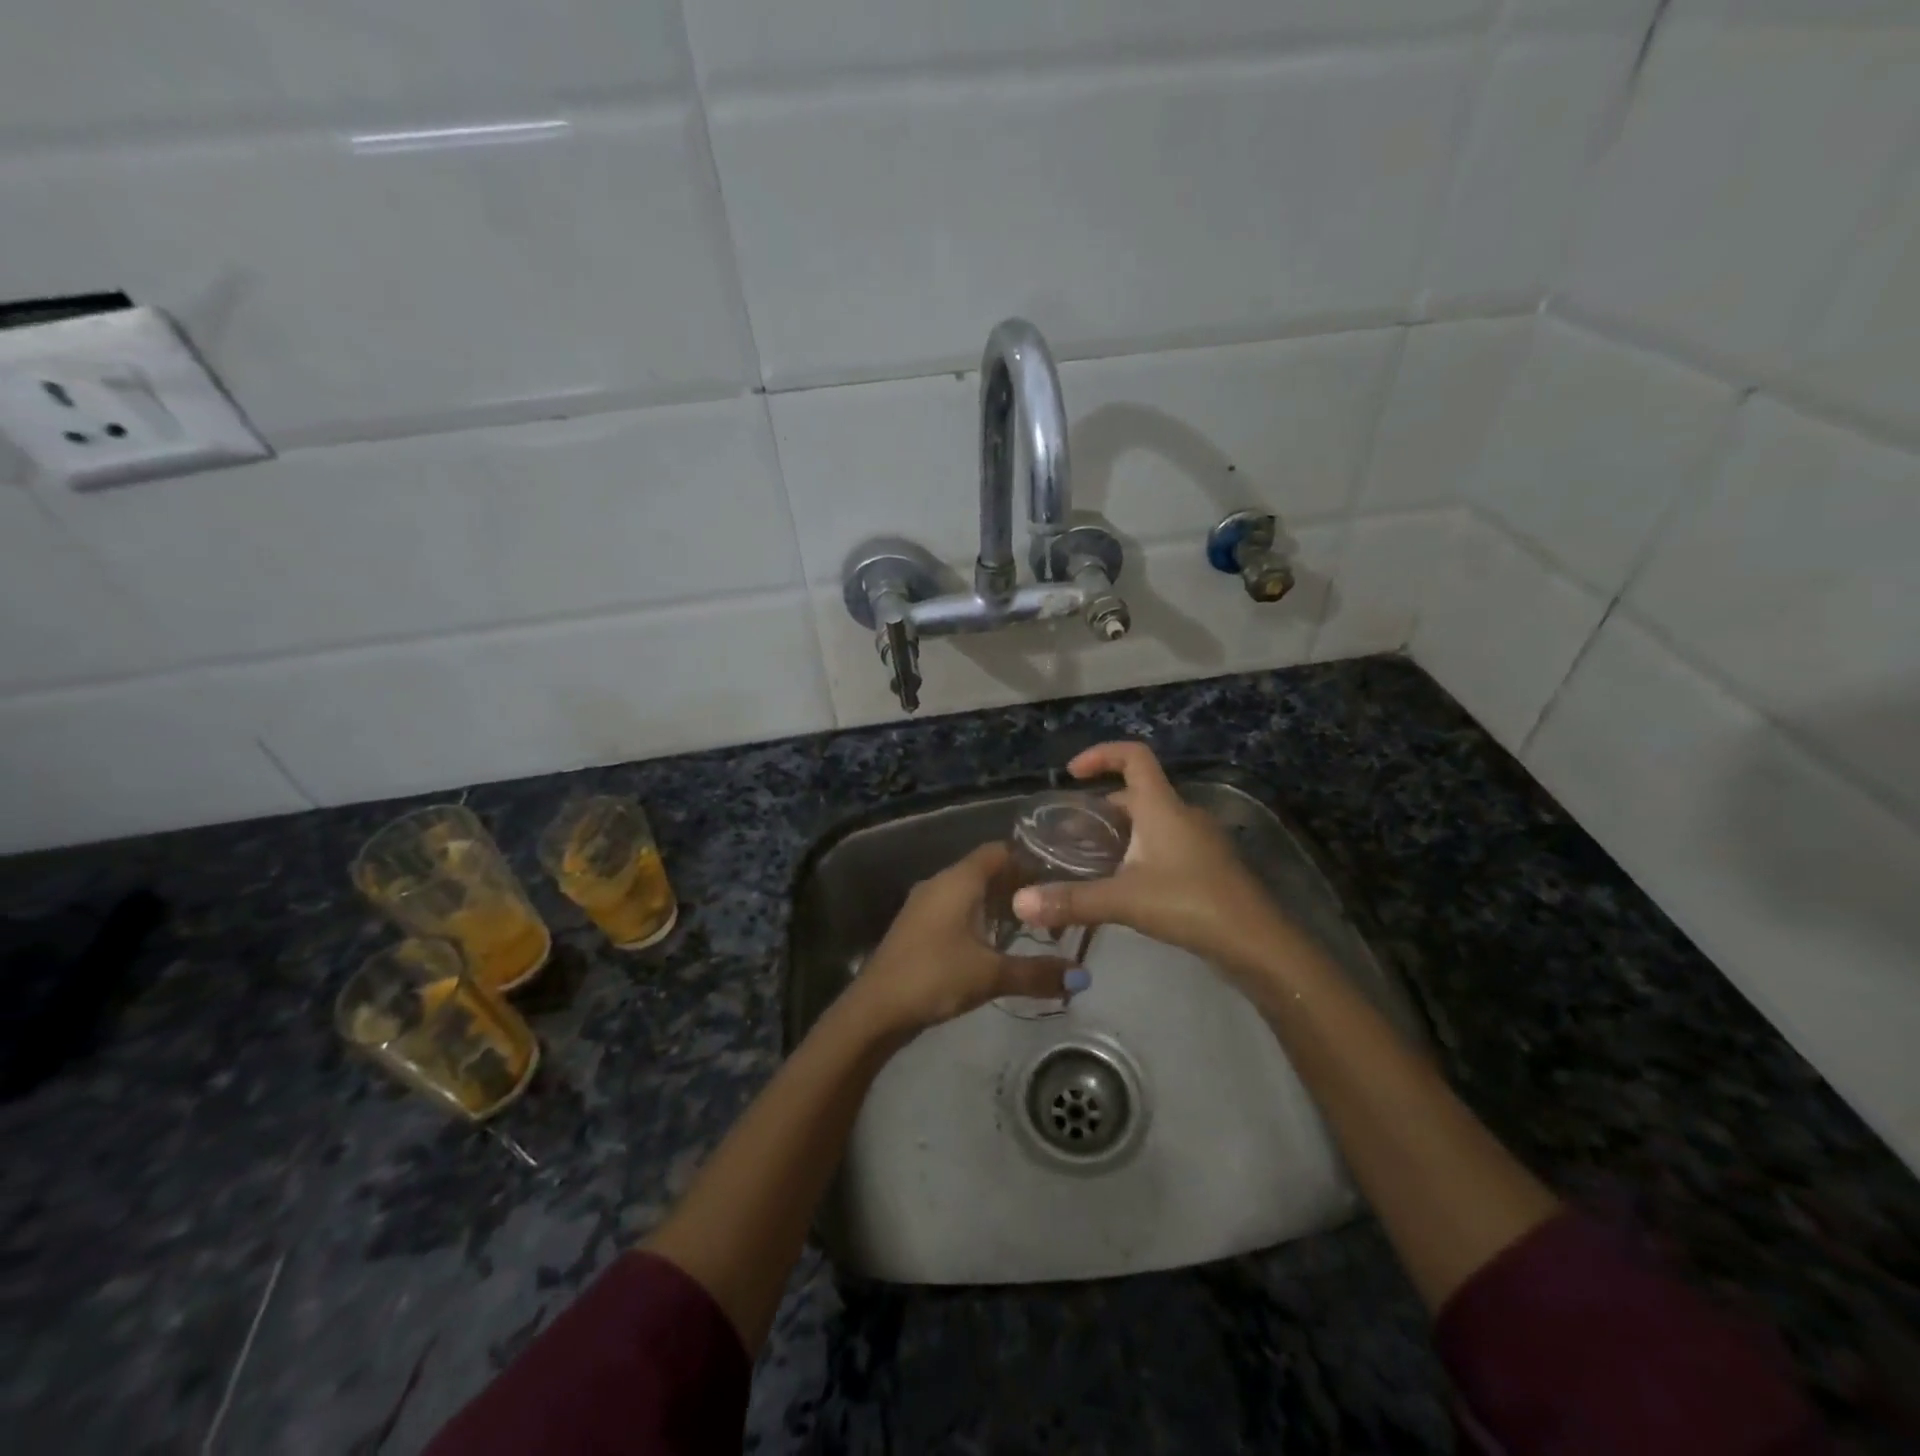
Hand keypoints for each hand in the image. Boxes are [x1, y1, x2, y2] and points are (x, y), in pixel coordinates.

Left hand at [849, 842, 1073, 1036]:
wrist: (875, 1009)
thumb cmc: (934, 977)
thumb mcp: (991, 975)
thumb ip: (1037, 973)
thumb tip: (1082, 976)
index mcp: (958, 880)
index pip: (1000, 851)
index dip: (1030, 860)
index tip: (1060, 877)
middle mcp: (940, 883)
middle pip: (986, 870)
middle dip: (1019, 886)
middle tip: (1054, 907)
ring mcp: (925, 905)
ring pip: (970, 892)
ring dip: (999, 905)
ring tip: (1033, 928)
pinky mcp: (918, 927)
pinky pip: (956, 910)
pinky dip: (979, 919)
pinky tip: (996, 945)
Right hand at [1012, 742, 1286, 971]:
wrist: (1257, 943)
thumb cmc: (1191, 904)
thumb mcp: (1124, 899)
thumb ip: (1071, 900)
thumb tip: (1019, 902)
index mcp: (1162, 807)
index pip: (1134, 757)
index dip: (1101, 754)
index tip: (1072, 773)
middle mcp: (1181, 815)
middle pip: (1136, 794)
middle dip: (1099, 808)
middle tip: (1068, 835)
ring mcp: (1198, 841)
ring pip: (1150, 823)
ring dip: (1118, 834)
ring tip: (1087, 862)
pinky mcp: (1205, 867)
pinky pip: (1163, 846)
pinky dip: (1137, 854)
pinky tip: (1121, 886)